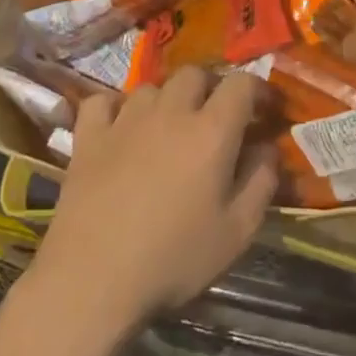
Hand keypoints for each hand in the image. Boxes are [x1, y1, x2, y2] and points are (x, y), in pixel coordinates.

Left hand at [26, 68, 276, 341]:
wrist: (93, 280)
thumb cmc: (174, 258)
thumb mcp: (237, 231)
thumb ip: (261, 182)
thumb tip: (268, 148)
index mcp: (212, 132)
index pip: (241, 83)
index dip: (257, 89)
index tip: (264, 110)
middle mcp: (170, 113)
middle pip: (195, 74)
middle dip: (211, 88)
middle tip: (217, 119)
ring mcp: (124, 121)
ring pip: (151, 87)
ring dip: (167, 99)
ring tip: (169, 128)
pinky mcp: (88, 137)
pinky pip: (102, 101)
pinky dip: (115, 107)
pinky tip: (120, 128)